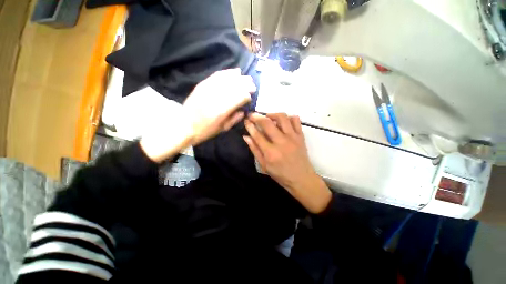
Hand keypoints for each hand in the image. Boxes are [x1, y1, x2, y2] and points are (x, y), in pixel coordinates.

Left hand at [184, 68, 255, 144]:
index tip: (250, 97)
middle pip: (235, 86)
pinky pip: (217, 76)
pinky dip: (227, 73)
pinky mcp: (202, 85)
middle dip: (246, 84)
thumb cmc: (205, 131)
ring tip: (246, 78)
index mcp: (222, 111)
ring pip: (227, 79)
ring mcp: (208, 90)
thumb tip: (243, 111)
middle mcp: (216, 97)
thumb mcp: (222, 129)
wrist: (183, 126)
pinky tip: (234, 72)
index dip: (247, 96)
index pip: (240, 97)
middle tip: (253, 85)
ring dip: (239, 78)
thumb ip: (235, 119)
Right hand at [243, 113, 331, 213]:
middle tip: (253, 116)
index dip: (249, 126)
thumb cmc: (281, 174)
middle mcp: (281, 142)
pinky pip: (296, 120)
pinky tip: (283, 122)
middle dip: (257, 116)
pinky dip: (288, 117)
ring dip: (272, 114)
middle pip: (267, 123)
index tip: (246, 121)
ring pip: (282, 117)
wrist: (301, 178)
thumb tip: (246, 137)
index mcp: (271, 153)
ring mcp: (293, 137)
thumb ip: (255, 150)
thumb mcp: (264, 165)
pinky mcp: (301, 136)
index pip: (257, 134)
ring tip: (268, 117)